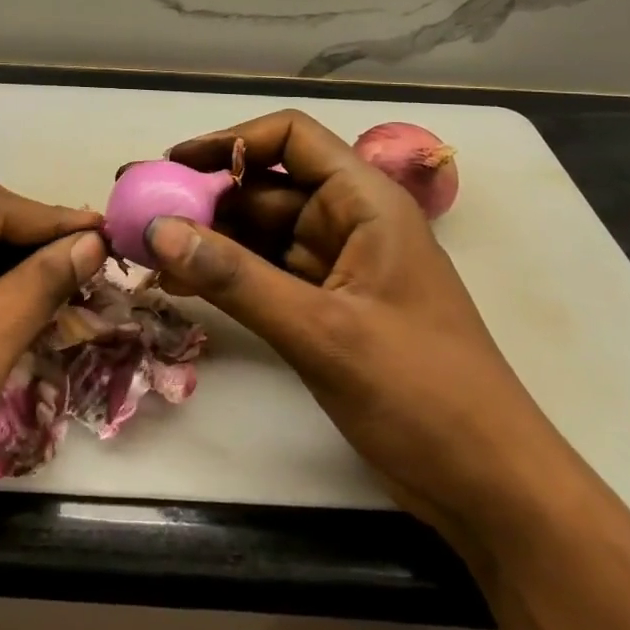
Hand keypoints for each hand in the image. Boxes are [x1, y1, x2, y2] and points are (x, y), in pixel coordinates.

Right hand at [145, 110, 581, 544]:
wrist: (492, 490)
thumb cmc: (422, 393)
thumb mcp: (322, 332)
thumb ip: (235, 278)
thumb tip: (157, 230)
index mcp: (365, 202)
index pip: (290, 138)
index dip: (230, 141)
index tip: (173, 163)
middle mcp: (349, 222)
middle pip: (264, 187)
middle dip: (202, 195)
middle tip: (138, 207)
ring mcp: (336, 266)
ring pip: (258, 232)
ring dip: (206, 238)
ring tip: (143, 248)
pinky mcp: (326, 307)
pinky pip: (263, 274)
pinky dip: (224, 275)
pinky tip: (178, 283)